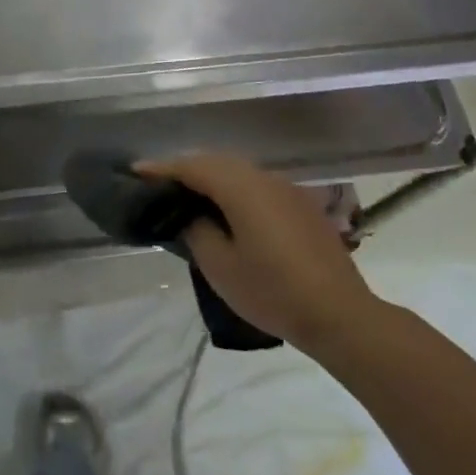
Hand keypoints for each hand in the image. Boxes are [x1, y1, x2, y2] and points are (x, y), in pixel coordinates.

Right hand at [135, 154, 379, 356]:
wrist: (340, 314)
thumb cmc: (273, 291)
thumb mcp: (221, 266)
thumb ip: (197, 230)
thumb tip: (191, 213)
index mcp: (240, 187)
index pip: (192, 166)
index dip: (162, 168)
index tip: (135, 171)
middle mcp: (263, 178)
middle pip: (216, 161)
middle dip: (185, 168)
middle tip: (159, 184)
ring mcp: (286, 189)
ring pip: (238, 170)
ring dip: (211, 176)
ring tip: (188, 195)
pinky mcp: (300, 204)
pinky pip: (256, 184)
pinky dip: (234, 188)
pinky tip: (227, 210)